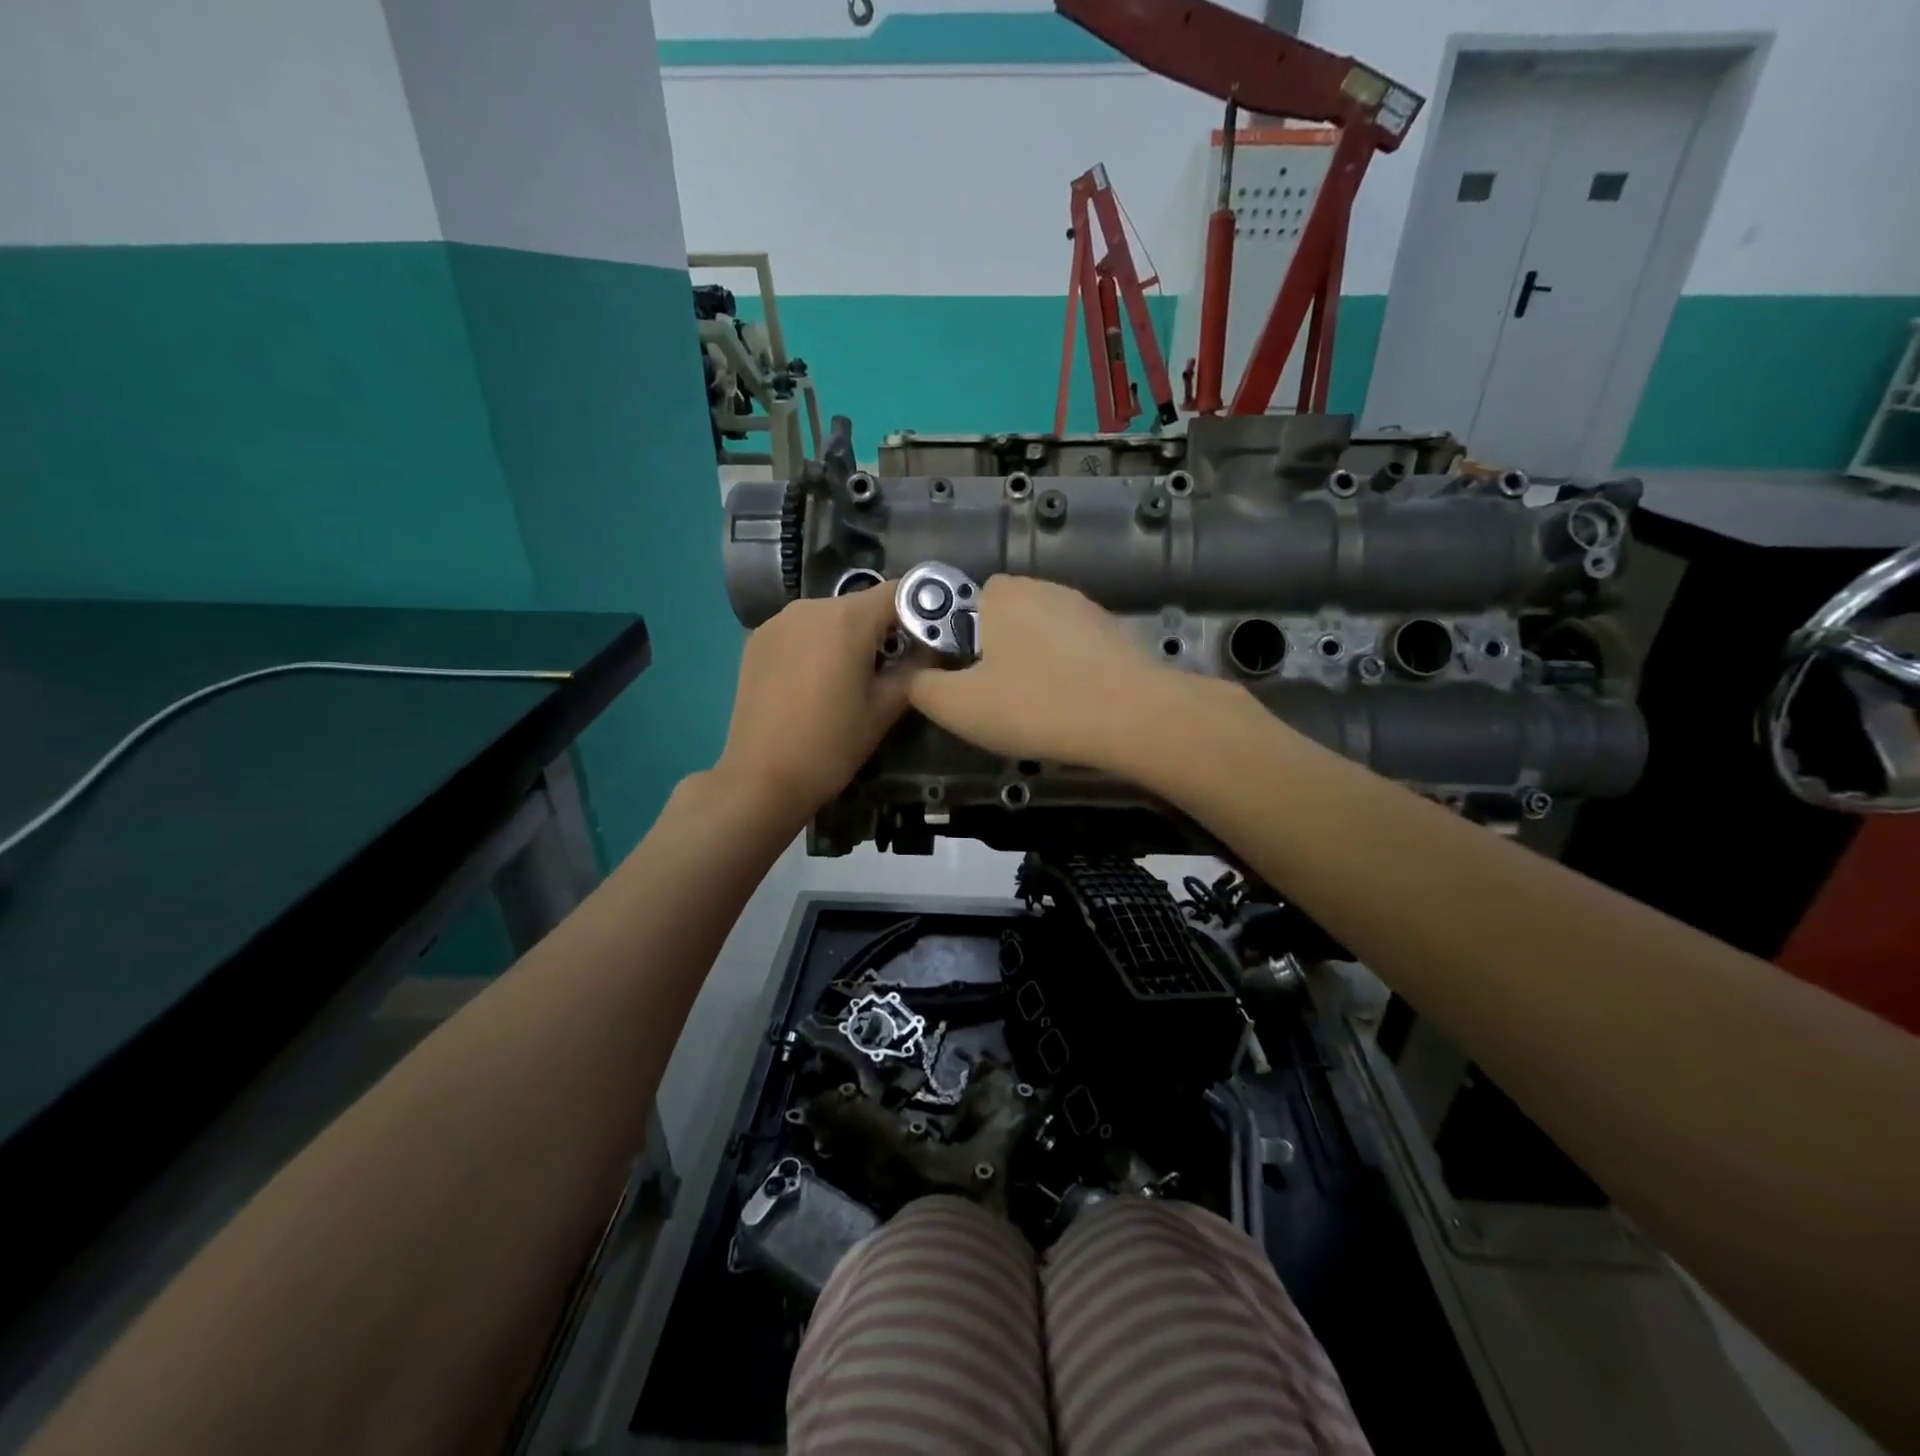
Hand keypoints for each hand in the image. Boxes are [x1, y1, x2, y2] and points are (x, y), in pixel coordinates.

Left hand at [714, 588, 910, 825]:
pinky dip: (816, 646)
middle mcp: (810, 606)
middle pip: (861, 605)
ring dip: (846, 638)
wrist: (761, 778)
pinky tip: (813, 683)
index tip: (927, 641)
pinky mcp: (756, 640)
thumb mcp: (885, 709)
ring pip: (828, 617)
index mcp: (847, 618)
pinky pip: (800, 631)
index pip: (899, 591)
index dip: (920, 611)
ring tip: (848, 680)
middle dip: (881, 629)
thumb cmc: (832, 744)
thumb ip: (916, 669)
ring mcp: (777, 621)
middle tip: (889, 670)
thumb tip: (933, 648)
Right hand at [904, 575, 1193, 770]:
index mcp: (1001, 594)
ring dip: (1033, 664)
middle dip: (995, 653)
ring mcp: (1085, 609)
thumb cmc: (1034, 705)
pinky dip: (1067, 673)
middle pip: (1003, 619)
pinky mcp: (1116, 634)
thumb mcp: (957, 706)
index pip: (963, 603)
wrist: (1131, 717)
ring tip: (1038, 708)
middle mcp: (1043, 589)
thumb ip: (922, 688)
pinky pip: (1075, 651)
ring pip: (1041, 635)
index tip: (965, 680)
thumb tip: (914, 679)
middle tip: (997, 699)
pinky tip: (1072, 706)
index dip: (957, 642)